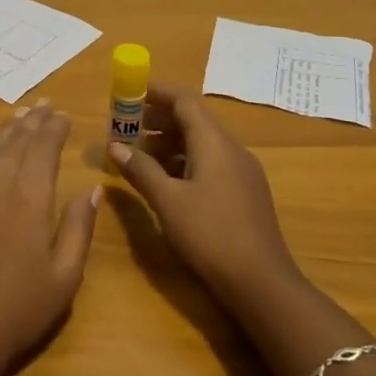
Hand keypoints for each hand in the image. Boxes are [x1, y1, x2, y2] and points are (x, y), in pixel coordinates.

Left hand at [0, 102, 100, 375]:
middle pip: (17, 143)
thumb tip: (94, 189)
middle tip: (46, 104)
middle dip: (33, 122)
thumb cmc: (20, 309)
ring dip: (8, 128)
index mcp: (29, 200)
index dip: (54, 130)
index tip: (64, 114)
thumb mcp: (64, 276)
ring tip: (22, 112)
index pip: (43, 150)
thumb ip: (78, 227)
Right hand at [107, 85, 300, 312]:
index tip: (130, 94)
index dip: (157, 93)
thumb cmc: (210, 234)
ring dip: (170, 142)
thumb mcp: (167, 201)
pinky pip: (211, 162)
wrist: (261, 282)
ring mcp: (242, 171)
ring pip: (202, 143)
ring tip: (139, 155)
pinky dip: (185, 161)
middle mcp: (232, 149)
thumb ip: (140, 169)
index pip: (185, 100)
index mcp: (214, 142)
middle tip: (127, 127)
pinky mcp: (245, 192)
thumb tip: (114, 145)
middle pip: (194, 119)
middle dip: (159, 119)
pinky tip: (166, 180)